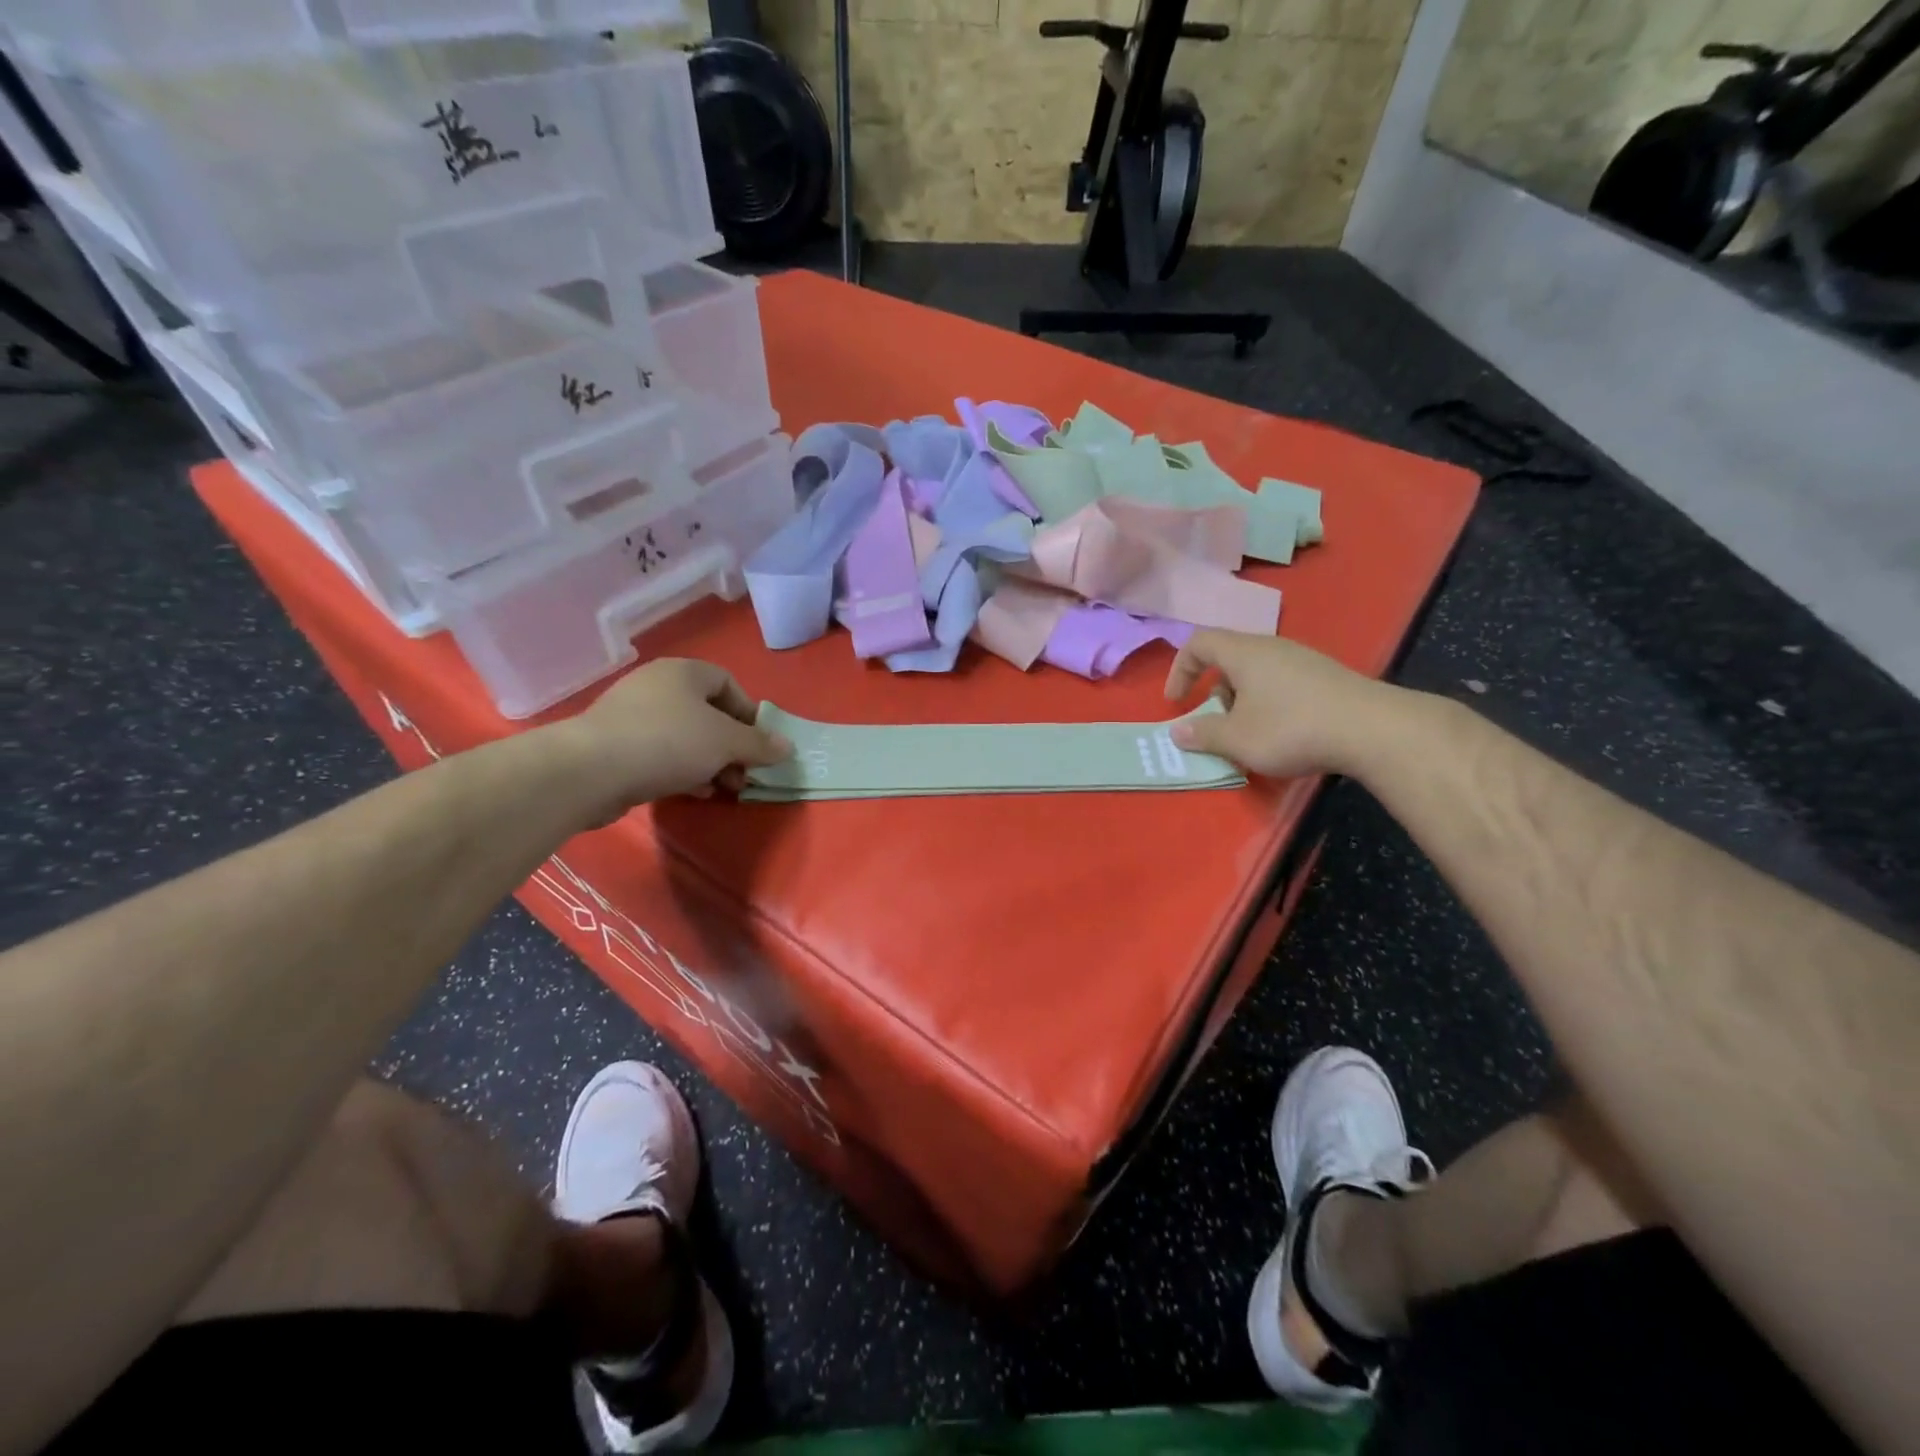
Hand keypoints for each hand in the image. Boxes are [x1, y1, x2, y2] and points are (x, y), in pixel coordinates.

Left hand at [562, 658, 791, 813]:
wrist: (590, 770)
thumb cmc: (668, 742)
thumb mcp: (726, 742)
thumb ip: (760, 744)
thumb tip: (787, 746)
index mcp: (684, 672)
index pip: (729, 684)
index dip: (750, 714)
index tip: (759, 745)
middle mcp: (658, 686)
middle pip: (708, 713)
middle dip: (732, 746)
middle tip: (744, 774)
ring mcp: (633, 715)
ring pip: (686, 737)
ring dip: (710, 762)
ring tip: (723, 788)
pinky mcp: (616, 745)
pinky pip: (661, 753)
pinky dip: (683, 770)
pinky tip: (694, 792)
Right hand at [1163, 630, 1402, 778]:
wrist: (1372, 729)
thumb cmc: (1291, 728)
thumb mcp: (1237, 739)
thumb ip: (1203, 734)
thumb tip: (1178, 732)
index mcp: (1244, 653)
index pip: (1199, 643)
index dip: (1180, 669)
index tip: (1176, 702)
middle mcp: (1272, 647)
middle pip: (1229, 658)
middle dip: (1214, 692)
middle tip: (1216, 723)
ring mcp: (1303, 659)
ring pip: (1257, 672)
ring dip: (1242, 700)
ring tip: (1249, 734)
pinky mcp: (1326, 677)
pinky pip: (1282, 682)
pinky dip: (1268, 703)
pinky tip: (1283, 733)